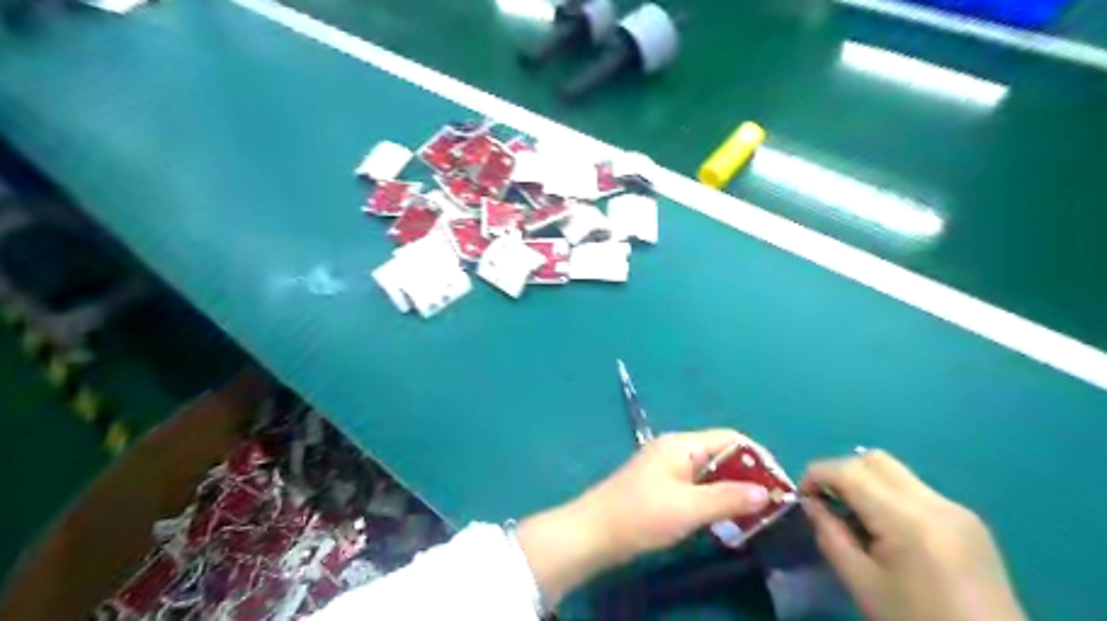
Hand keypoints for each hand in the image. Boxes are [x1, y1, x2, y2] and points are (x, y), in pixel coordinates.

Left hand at [517, 429, 772, 602]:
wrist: (593, 532)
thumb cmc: (641, 515)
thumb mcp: (688, 508)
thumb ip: (728, 498)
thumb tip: (766, 492)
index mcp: (682, 444)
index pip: (731, 438)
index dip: (759, 457)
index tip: (780, 485)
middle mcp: (676, 449)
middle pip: (722, 454)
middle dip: (748, 476)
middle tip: (771, 506)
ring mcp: (668, 468)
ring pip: (711, 472)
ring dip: (732, 490)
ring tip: (754, 516)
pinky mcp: (662, 486)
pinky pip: (698, 486)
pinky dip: (715, 499)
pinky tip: (726, 519)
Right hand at [801, 451, 1024, 619]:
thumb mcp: (861, 583)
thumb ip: (830, 535)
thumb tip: (811, 503)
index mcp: (907, 520)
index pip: (848, 471)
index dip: (816, 475)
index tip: (803, 497)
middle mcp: (935, 503)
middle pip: (874, 459)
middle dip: (841, 471)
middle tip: (827, 501)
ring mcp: (957, 509)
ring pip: (895, 471)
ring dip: (865, 482)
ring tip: (856, 517)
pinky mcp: (969, 521)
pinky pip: (916, 490)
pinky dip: (890, 496)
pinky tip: (888, 531)